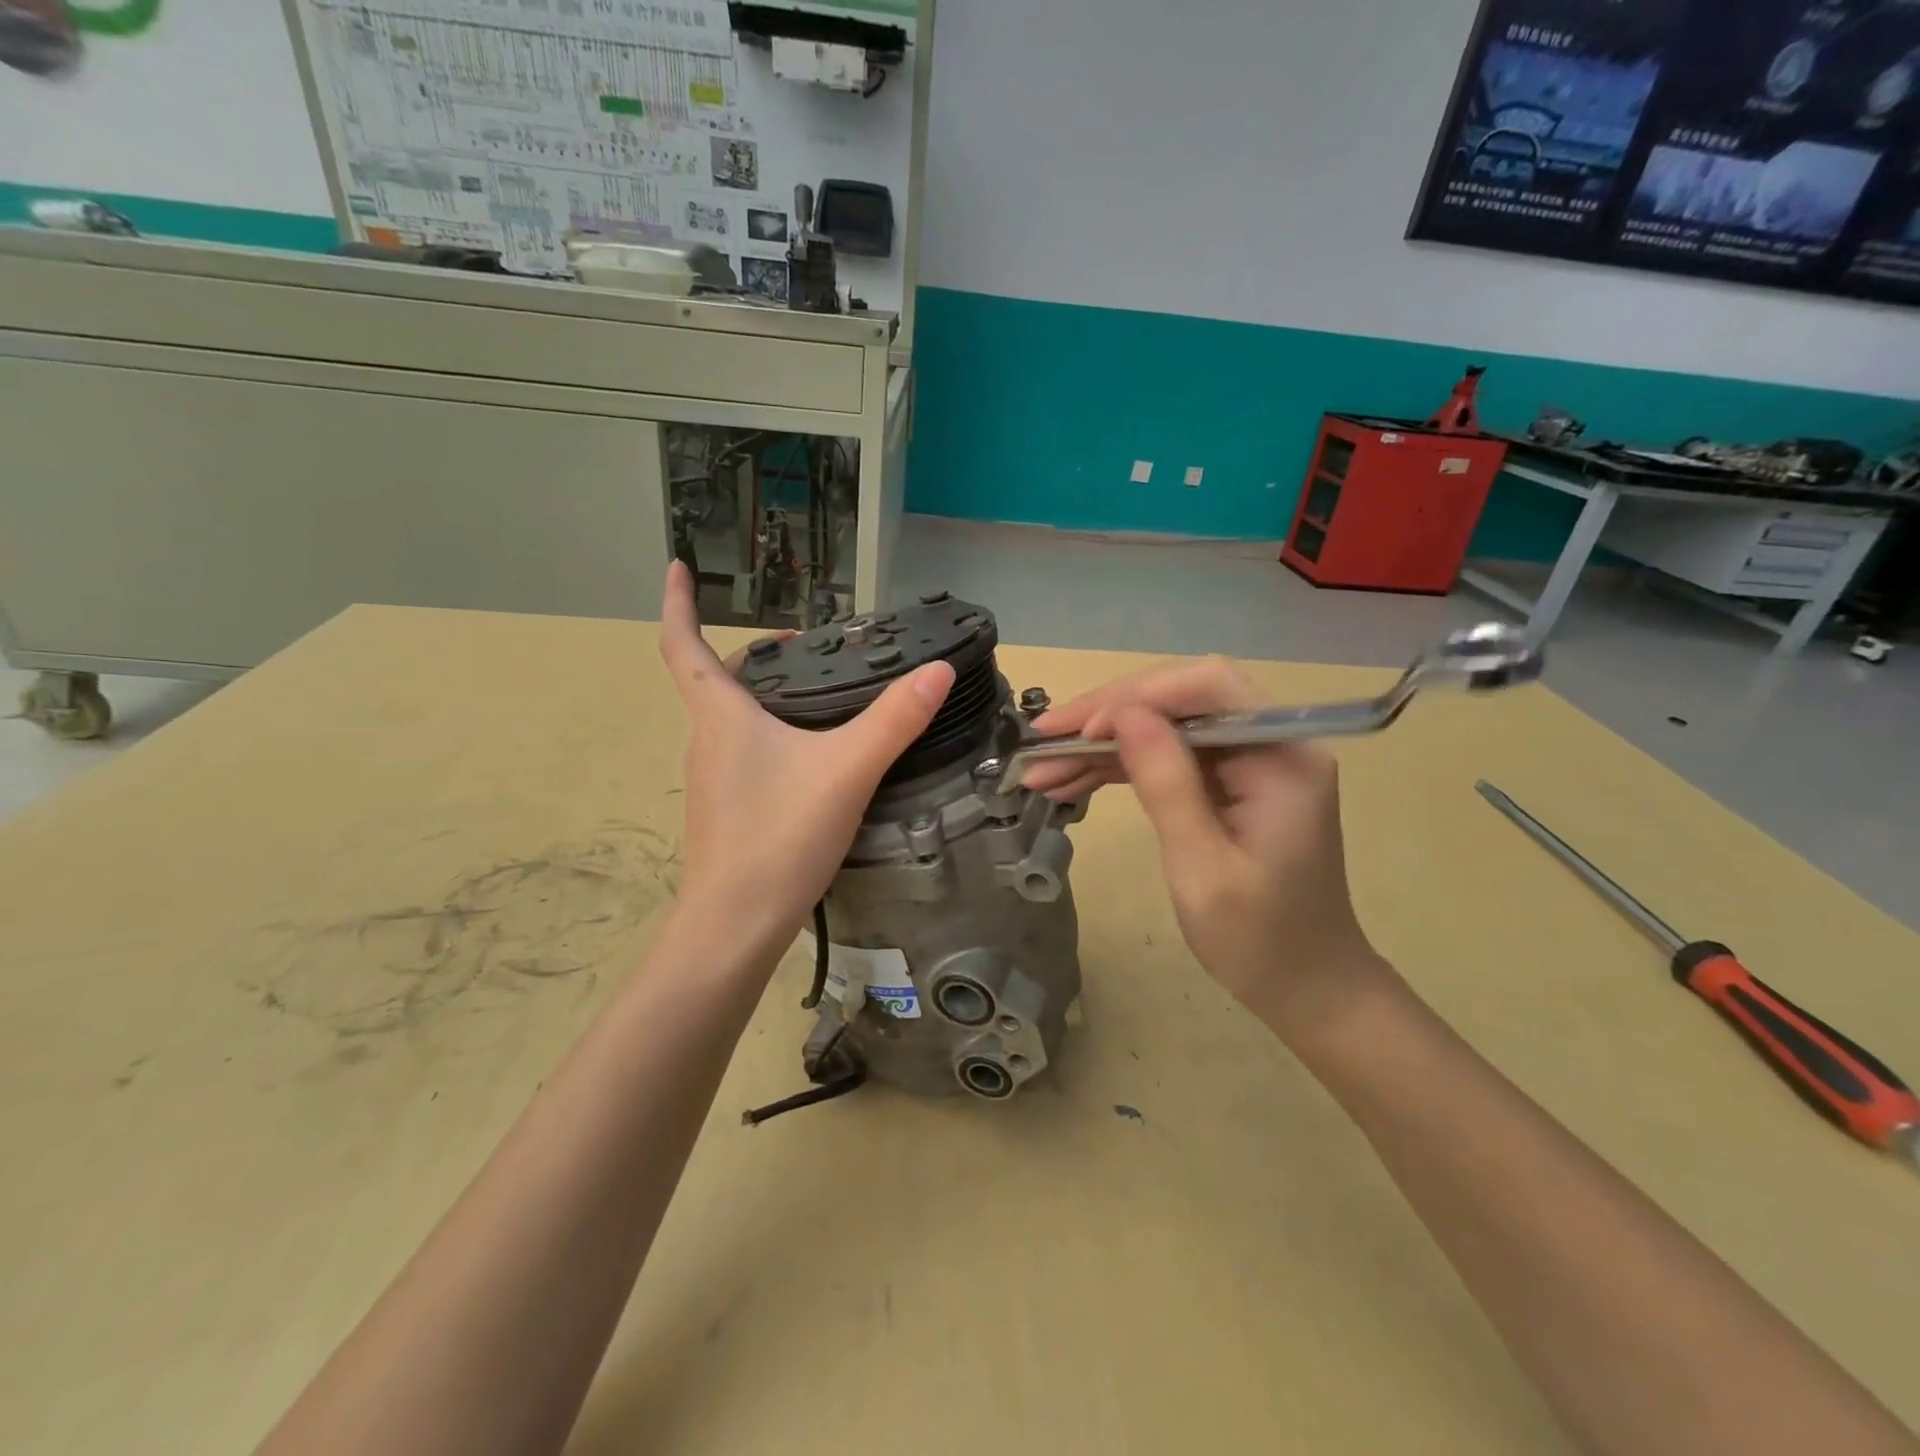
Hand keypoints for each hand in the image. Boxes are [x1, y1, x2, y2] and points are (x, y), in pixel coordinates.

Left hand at [658, 562, 953, 952]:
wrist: (735, 926)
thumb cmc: (779, 837)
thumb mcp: (847, 771)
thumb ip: (895, 721)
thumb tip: (938, 671)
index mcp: (721, 718)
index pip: (682, 646)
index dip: (679, 603)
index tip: (679, 566)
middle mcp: (707, 742)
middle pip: (716, 683)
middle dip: (753, 655)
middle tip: (803, 646)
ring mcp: (713, 781)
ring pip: (733, 721)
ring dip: (765, 697)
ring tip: (820, 696)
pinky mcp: (727, 812)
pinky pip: (744, 754)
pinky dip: (770, 736)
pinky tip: (812, 759)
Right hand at [1025, 659, 1386, 1038]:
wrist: (1306, 987)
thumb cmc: (1259, 940)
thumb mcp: (1202, 867)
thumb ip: (1167, 783)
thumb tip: (1123, 715)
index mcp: (1283, 757)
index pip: (1207, 688)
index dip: (1138, 697)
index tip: (1080, 732)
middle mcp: (1273, 743)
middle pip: (1181, 698)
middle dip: (1108, 715)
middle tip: (1043, 741)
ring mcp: (1252, 761)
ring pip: (1166, 725)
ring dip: (1104, 743)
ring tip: (1043, 768)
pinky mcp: (1232, 781)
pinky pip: (1169, 755)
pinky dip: (1121, 765)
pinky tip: (1072, 779)